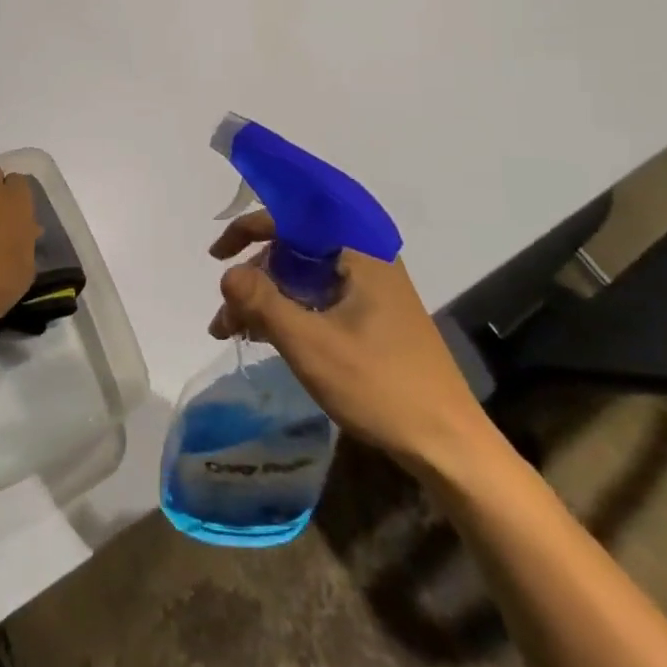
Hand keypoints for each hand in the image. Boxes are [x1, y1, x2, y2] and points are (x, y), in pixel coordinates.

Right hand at [208, 212, 495, 480]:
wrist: (449, 447)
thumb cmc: (380, 386)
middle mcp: (365, 260)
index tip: (216, 256)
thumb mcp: (310, 344)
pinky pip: (318, 298)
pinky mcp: (373, 318)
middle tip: (225, 314)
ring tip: (232, 332)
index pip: (292, 218)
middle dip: (253, 276)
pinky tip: (263, 337)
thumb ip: (262, 302)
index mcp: (358, 251)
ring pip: (302, 278)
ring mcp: (371, 291)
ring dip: (266, 299)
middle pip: (294, 249)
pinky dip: (288, 313)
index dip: (249, 229)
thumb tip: (226, 273)